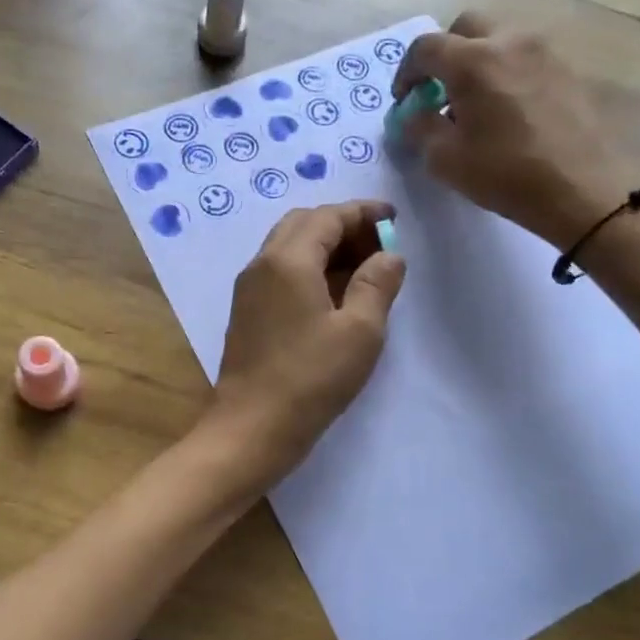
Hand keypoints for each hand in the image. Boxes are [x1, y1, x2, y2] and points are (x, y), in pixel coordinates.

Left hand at [206, 201, 405, 481]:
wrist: (251, 426)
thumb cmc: (311, 378)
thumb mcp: (360, 332)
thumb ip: (377, 285)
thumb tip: (389, 255)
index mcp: (287, 260)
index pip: (327, 217)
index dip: (362, 212)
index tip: (393, 218)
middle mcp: (261, 264)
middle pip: (303, 224)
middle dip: (342, 226)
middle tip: (378, 246)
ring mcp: (248, 288)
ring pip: (288, 247)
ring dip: (324, 246)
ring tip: (363, 268)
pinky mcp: (246, 311)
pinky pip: (279, 271)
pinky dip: (308, 267)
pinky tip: (333, 293)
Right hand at [392, 11, 639, 247]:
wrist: (581, 189)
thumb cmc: (505, 174)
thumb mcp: (445, 159)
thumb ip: (420, 127)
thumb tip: (415, 114)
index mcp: (473, 61)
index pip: (425, 48)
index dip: (406, 72)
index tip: (404, 100)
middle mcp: (509, 42)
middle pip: (465, 28)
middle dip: (444, 54)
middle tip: (437, 91)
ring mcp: (544, 52)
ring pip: (498, 39)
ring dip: (476, 61)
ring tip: (473, 103)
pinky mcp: (567, 69)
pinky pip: (524, 57)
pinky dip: (504, 72)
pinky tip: (505, 110)